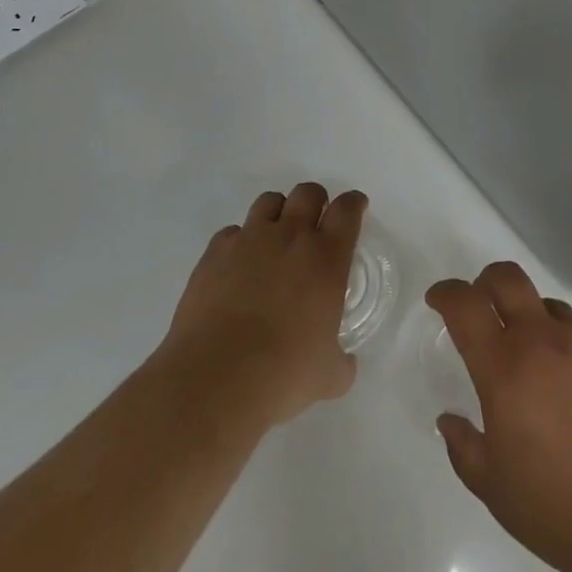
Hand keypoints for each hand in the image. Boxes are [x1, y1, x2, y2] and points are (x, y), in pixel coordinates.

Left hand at [157, 183, 365, 427]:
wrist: (215, 378)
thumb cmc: (283, 374)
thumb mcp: (328, 376)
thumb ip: (341, 361)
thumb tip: (342, 362)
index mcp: (327, 257)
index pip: (347, 209)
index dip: (354, 204)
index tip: (356, 208)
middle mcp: (290, 236)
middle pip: (308, 193)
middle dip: (316, 202)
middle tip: (315, 225)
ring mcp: (250, 239)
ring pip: (269, 201)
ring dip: (278, 213)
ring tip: (275, 239)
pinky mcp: (215, 252)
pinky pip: (232, 232)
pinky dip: (240, 242)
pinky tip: (238, 266)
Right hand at [426, 263, 571, 571]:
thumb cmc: (562, 509)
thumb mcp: (496, 491)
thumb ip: (465, 448)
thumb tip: (449, 420)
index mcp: (505, 367)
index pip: (465, 305)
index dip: (446, 293)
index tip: (438, 299)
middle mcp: (544, 340)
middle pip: (507, 278)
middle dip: (485, 282)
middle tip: (481, 306)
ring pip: (548, 306)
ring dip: (531, 319)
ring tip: (534, 361)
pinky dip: (569, 350)